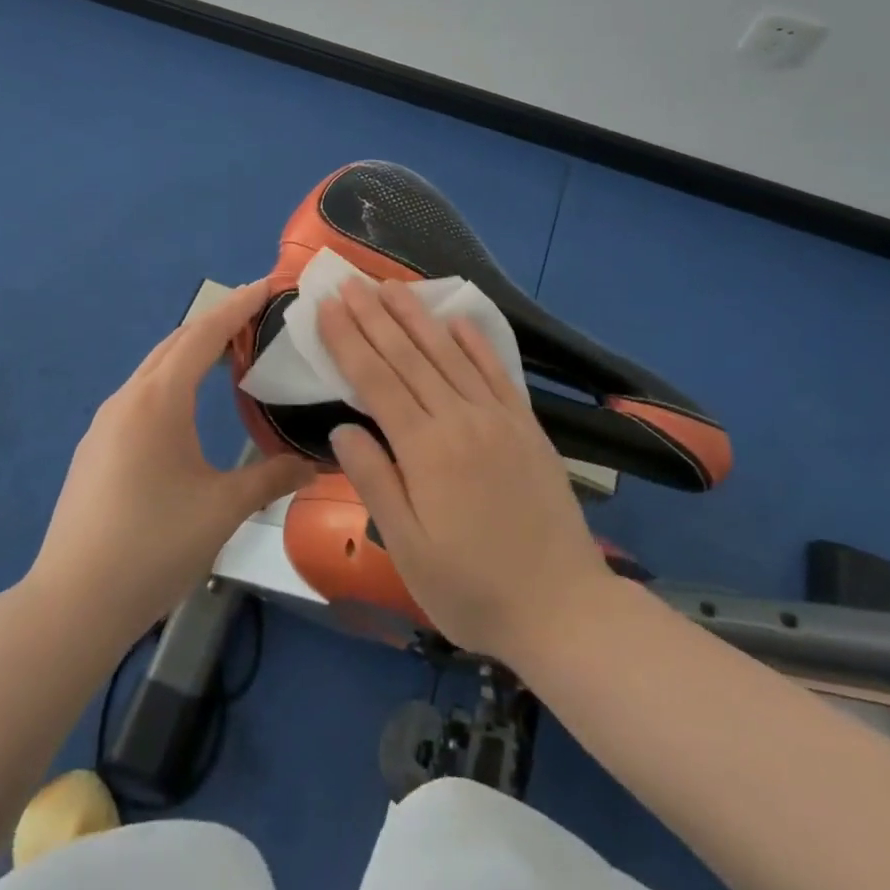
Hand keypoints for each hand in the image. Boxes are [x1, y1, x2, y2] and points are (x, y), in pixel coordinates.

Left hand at [31, 280, 315, 637]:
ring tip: (231, 356)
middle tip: (258, 318)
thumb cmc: (153, 545)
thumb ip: (272, 477)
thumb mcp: (223, 509)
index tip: (268, 284)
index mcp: (160, 399)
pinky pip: (141, 393)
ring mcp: (105, 422)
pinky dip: (172, 380)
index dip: (238, 306)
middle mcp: (128, 398)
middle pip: (177, 342)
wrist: (72, 603)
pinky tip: (189, 407)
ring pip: (156, 367)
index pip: (204, 334)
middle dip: (217, 323)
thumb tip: (315, 463)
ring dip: (192, 352)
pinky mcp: (95, 447)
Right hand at [317, 277, 614, 663]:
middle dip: (374, 316)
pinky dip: (474, 341)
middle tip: (349, 281)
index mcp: (425, 449)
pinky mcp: (526, 425)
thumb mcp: (408, 548)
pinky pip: (496, 371)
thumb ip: (374, 481)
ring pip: (448, 353)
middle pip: (408, 356)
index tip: (326, 307)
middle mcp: (460, 418)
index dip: (348, 340)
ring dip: (417, 316)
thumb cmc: (472, 589)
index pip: (376, 380)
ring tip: (391, 286)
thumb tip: (342, 428)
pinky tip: (457, 320)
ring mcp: (498, 417)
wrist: (563, 608)